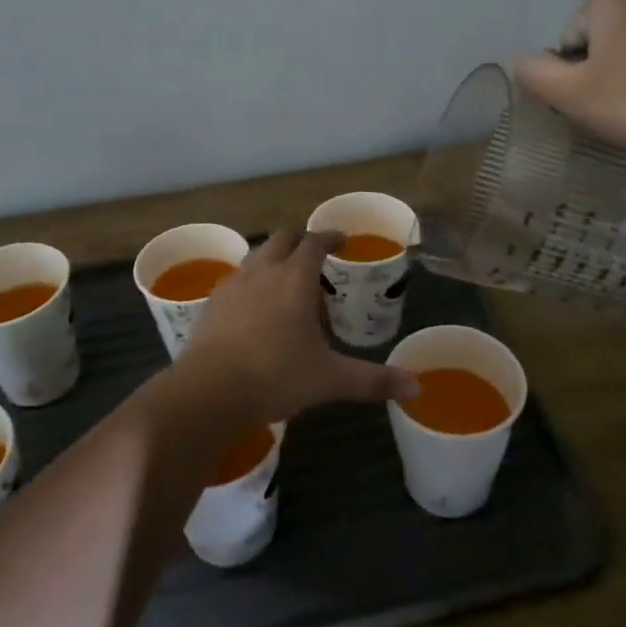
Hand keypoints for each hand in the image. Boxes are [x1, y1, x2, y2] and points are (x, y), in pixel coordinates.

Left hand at [176, 229, 417, 424]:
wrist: (209, 390)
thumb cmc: (276, 376)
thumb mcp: (330, 379)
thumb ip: (373, 380)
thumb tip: (416, 385)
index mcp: (295, 278)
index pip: (314, 241)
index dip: (330, 236)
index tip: (341, 240)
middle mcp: (264, 271)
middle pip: (282, 238)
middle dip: (300, 241)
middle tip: (315, 258)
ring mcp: (234, 284)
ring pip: (257, 255)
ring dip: (274, 257)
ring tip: (286, 280)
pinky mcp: (213, 302)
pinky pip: (237, 278)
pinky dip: (252, 280)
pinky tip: (255, 306)